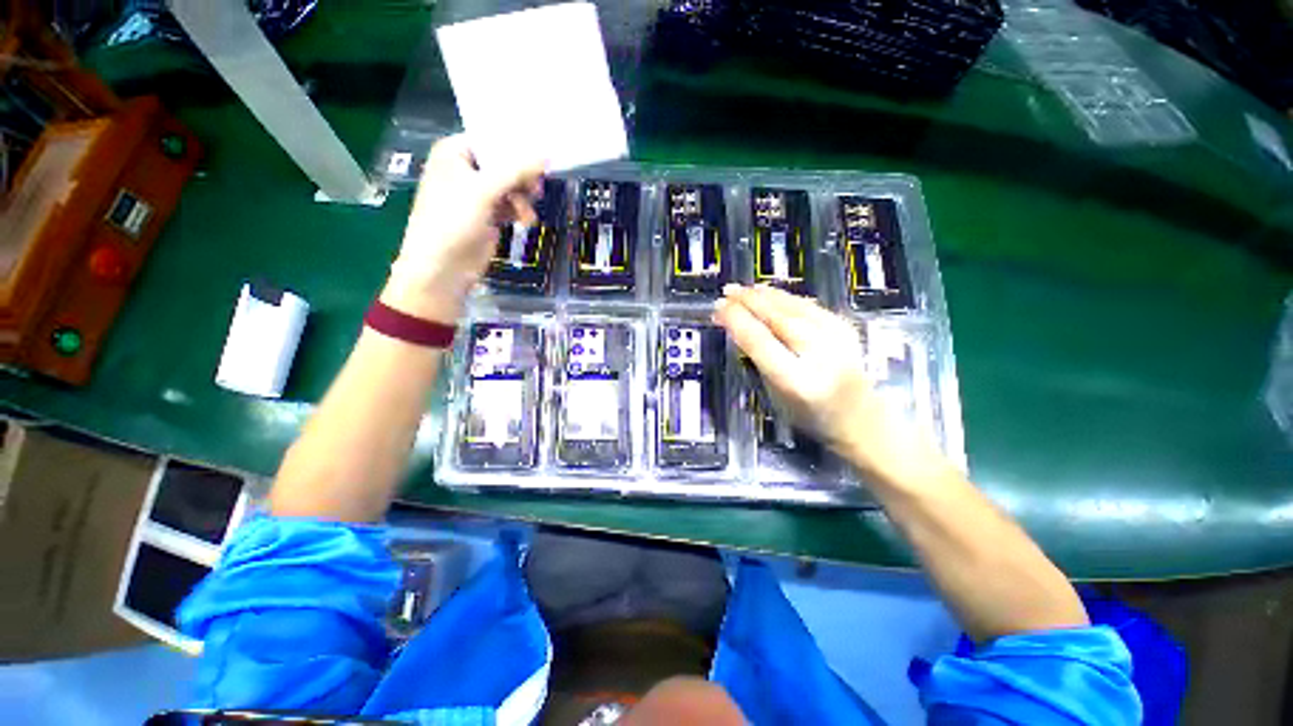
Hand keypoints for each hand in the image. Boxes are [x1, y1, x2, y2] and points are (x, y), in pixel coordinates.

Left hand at [381, 135, 544, 321]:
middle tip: (536, 188)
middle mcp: (466, 170)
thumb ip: (516, 171)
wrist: (443, 267)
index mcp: (454, 153)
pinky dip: (519, 211)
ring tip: (527, 214)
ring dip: (523, 197)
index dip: (516, 146)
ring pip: (511, 186)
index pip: (491, 139)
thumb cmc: (453, 221)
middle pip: (504, 163)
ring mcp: (477, 195)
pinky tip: (525, 221)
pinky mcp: (488, 216)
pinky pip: (510, 205)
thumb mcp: (484, 190)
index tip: (542, 154)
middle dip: (522, 177)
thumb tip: (547, 155)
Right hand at [713, 284, 945, 485]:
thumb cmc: (810, 415)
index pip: (759, 340)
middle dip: (748, 301)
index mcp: (795, 379)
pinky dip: (785, 297)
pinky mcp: (845, 327)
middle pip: (777, 317)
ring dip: (765, 295)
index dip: (736, 319)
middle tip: (727, 291)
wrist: (862, 419)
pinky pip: (808, 305)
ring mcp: (837, 338)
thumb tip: (739, 326)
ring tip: (743, 289)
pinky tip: (770, 293)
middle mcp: (818, 355)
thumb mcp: (775, 394)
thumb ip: (758, 359)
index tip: (718, 308)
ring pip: (793, 306)